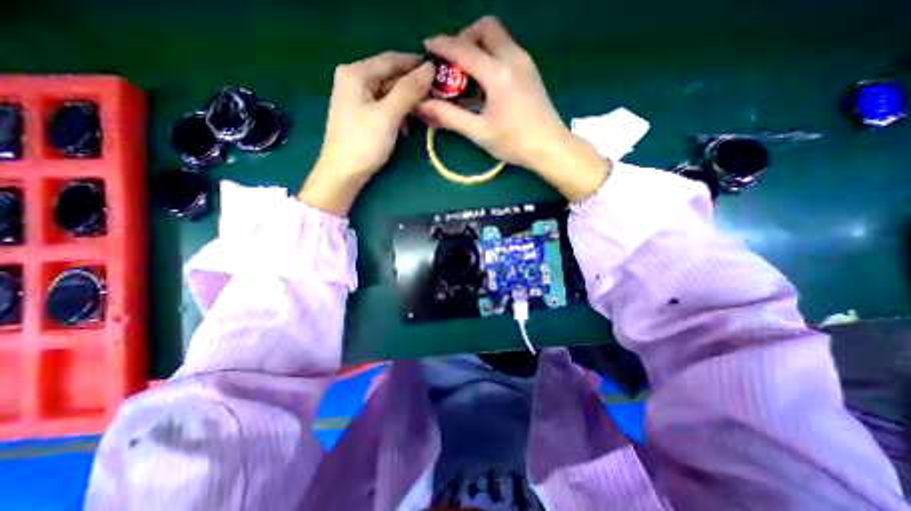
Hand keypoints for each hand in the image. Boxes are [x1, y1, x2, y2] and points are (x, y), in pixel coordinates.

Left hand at [300, 52, 432, 214]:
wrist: (343, 173)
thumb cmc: (364, 143)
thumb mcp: (388, 115)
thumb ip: (409, 91)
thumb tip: (430, 68)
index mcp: (356, 73)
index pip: (392, 59)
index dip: (416, 64)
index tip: (439, 72)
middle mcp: (354, 79)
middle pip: (390, 77)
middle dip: (413, 88)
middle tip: (435, 98)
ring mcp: (356, 98)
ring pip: (389, 93)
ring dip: (407, 103)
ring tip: (425, 114)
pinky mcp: (361, 115)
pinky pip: (384, 107)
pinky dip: (398, 114)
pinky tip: (406, 126)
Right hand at [420, 18, 610, 201]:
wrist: (550, 147)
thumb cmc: (514, 143)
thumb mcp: (479, 132)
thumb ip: (450, 116)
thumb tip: (423, 106)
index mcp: (498, 74)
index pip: (463, 49)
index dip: (442, 45)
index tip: (427, 46)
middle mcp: (513, 58)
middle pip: (485, 28)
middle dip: (464, 38)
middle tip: (453, 63)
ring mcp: (525, 62)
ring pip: (498, 37)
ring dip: (478, 46)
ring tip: (467, 75)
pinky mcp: (530, 70)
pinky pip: (507, 50)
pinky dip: (491, 56)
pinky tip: (485, 82)